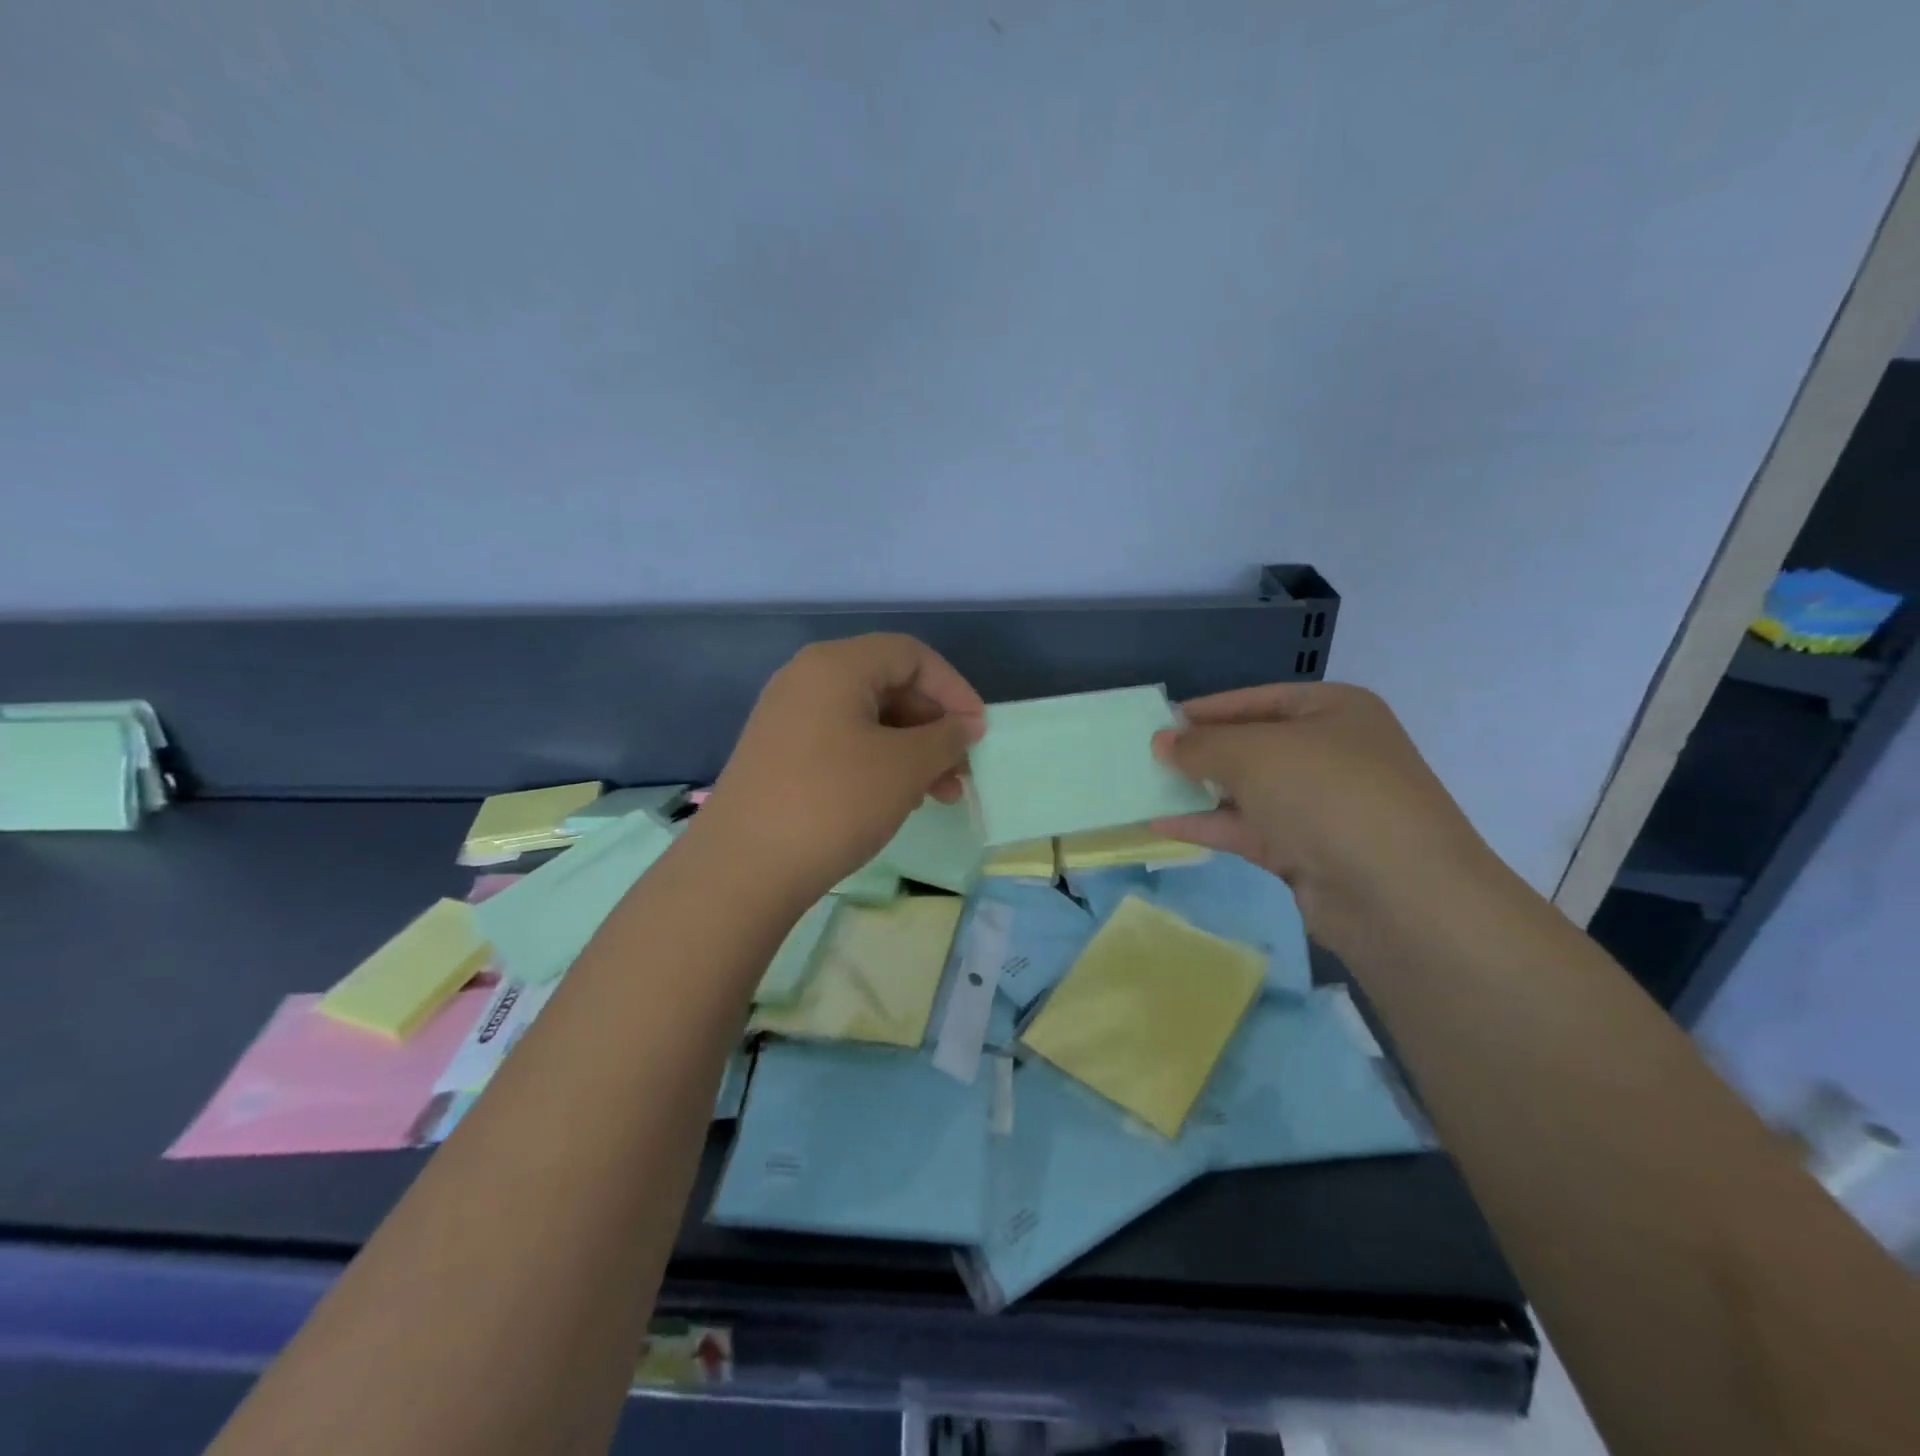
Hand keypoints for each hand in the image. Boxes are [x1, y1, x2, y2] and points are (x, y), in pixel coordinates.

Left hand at [703, 634, 985, 895]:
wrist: (744, 867)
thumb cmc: (835, 802)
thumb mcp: (905, 767)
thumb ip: (946, 737)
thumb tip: (966, 725)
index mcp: (836, 665)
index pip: (911, 655)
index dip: (953, 689)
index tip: (977, 732)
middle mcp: (807, 679)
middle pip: (889, 685)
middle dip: (933, 727)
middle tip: (960, 771)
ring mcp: (787, 717)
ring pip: (867, 720)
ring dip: (911, 751)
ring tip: (939, 795)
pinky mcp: (779, 754)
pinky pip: (842, 743)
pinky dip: (878, 763)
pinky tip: (898, 800)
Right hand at [1151, 682, 1498, 951]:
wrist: (1398, 893)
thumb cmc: (1328, 793)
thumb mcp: (1254, 753)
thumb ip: (1202, 745)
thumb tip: (1162, 742)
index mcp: (1334, 711)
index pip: (1259, 700)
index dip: (1208, 709)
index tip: (1160, 722)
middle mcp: (1332, 753)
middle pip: (1254, 745)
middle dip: (1202, 753)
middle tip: (1149, 758)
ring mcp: (1322, 806)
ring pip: (1249, 791)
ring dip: (1200, 792)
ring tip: (1146, 789)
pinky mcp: (1309, 852)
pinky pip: (1250, 829)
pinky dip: (1209, 826)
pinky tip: (1162, 825)